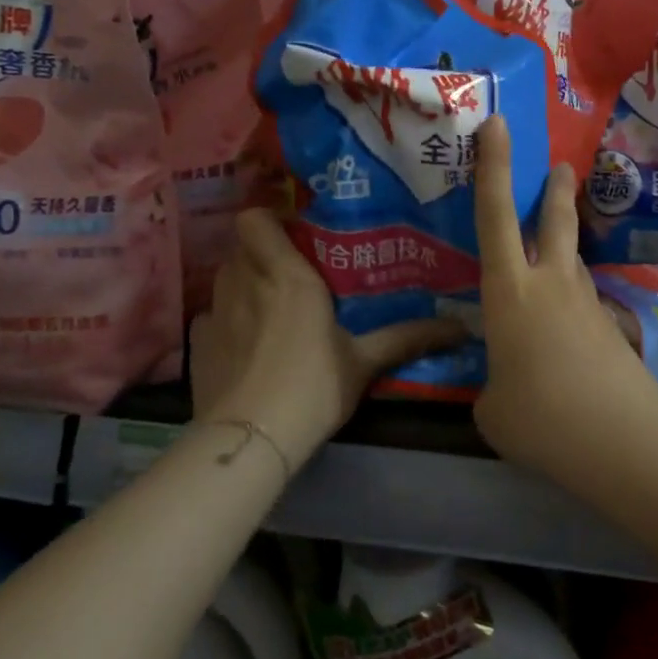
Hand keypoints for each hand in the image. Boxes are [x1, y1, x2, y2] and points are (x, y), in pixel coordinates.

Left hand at [189, 210, 461, 471]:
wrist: (252, 439)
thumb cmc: (313, 386)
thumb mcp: (365, 361)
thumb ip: (407, 337)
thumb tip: (461, 328)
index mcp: (287, 275)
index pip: (255, 219)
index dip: (269, 220)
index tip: (296, 235)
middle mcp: (245, 282)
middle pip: (241, 247)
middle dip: (262, 252)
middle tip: (292, 271)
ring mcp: (214, 312)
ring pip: (224, 277)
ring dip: (243, 281)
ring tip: (267, 303)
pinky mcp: (196, 344)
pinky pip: (210, 314)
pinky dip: (225, 318)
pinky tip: (242, 340)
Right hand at [472, 117, 657, 473]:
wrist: (616, 437)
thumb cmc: (537, 415)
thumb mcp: (493, 407)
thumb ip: (494, 386)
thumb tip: (505, 387)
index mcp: (508, 290)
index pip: (494, 214)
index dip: (493, 165)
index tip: (498, 124)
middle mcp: (550, 283)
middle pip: (553, 220)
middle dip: (553, 188)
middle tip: (560, 166)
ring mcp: (586, 303)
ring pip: (572, 261)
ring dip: (564, 251)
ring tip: (554, 263)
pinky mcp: (610, 327)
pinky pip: (584, 303)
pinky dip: (572, 307)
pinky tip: (567, 337)